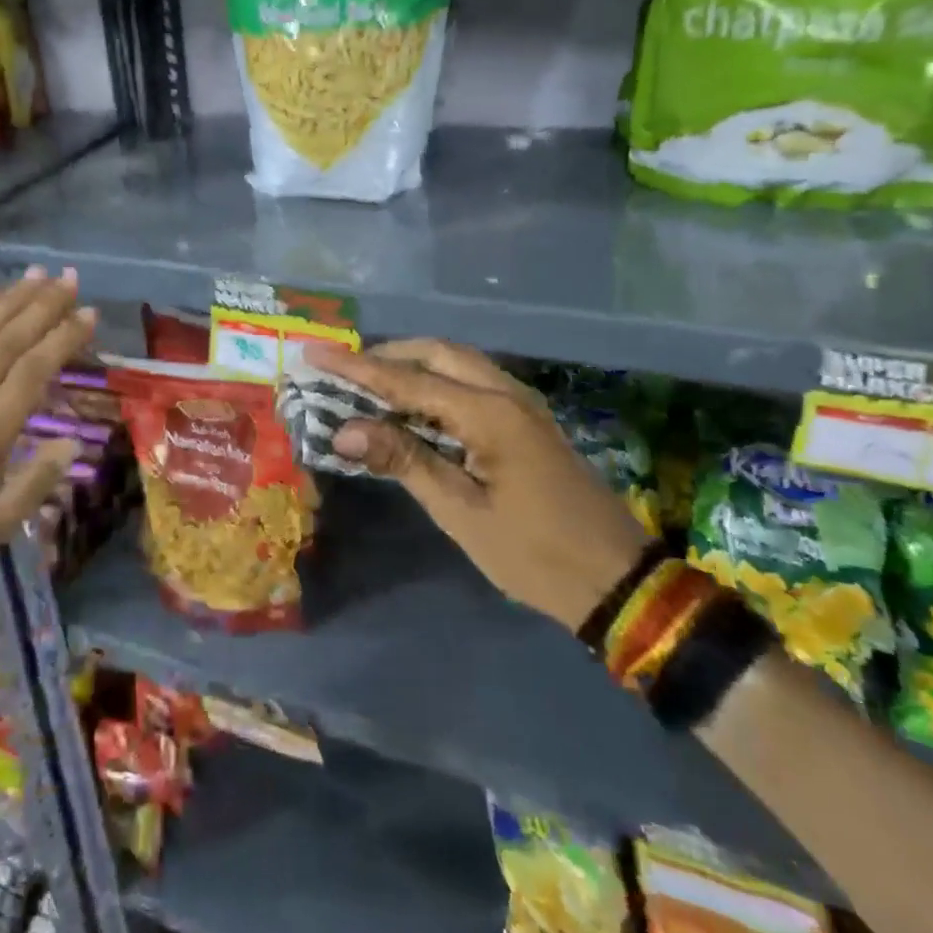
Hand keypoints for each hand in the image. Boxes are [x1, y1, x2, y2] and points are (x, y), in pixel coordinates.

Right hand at [306, 339, 647, 626]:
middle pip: (438, 352)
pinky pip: (474, 381)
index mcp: (489, 414)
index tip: (315, 353)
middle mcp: (507, 394)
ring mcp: (523, 404)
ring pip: (459, 362)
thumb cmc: (534, 553)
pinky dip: (438, 379)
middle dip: (388, 355)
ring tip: (372, 380)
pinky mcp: (528, 420)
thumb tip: (344, 430)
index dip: (357, 368)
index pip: (408, 380)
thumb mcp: (460, 512)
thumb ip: (403, 461)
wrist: (617, 580)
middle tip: (344, 368)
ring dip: (414, 364)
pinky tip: (418, 402)